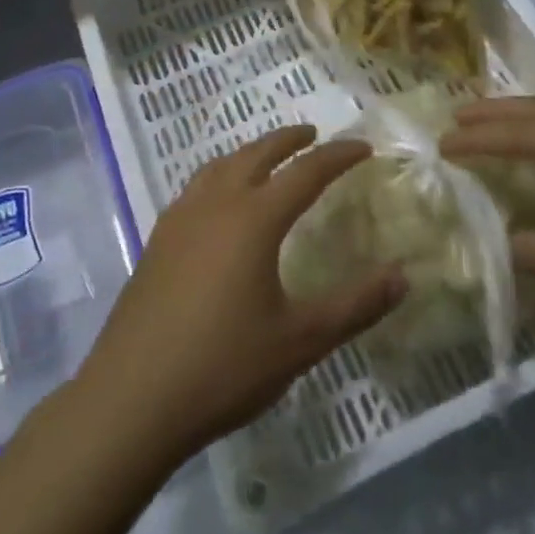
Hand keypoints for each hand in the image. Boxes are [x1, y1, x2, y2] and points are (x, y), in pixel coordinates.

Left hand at [76, 126, 404, 462]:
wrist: (131, 399)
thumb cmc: (223, 366)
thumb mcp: (301, 341)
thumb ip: (355, 306)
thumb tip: (403, 277)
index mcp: (253, 218)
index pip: (306, 172)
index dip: (338, 156)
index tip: (363, 147)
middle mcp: (215, 205)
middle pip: (257, 154)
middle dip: (289, 140)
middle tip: (314, 134)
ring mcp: (179, 220)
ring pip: (220, 166)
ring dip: (250, 153)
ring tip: (267, 159)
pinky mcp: (157, 241)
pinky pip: (196, 188)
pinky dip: (220, 176)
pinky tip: (219, 203)